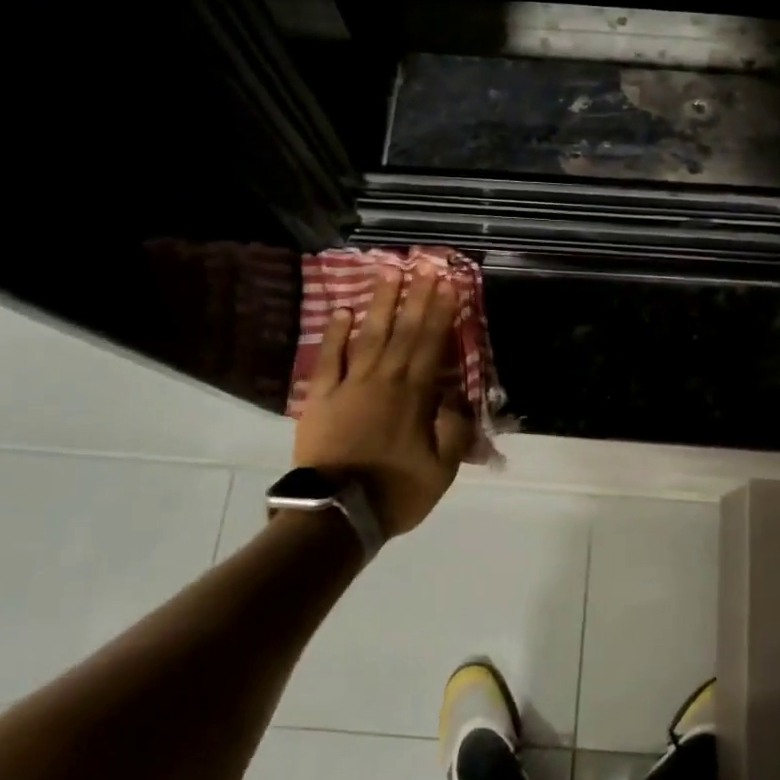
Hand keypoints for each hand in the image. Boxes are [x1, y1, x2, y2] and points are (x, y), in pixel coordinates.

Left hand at [292, 266, 474, 536]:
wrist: (335, 514)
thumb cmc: (395, 492)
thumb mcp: (441, 471)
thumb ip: (454, 431)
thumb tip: (458, 397)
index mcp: (415, 396)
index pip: (432, 345)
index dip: (441, 313)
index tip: (449, 285)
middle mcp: (384, 381)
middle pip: (403, 331)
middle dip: (416, 297)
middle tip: (424, 265)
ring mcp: (350, 385)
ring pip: (369, 336)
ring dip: (380, 303)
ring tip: (388, 272)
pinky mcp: (321, 397)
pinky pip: (329, 358)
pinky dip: (335, 334)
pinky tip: (342, 310)